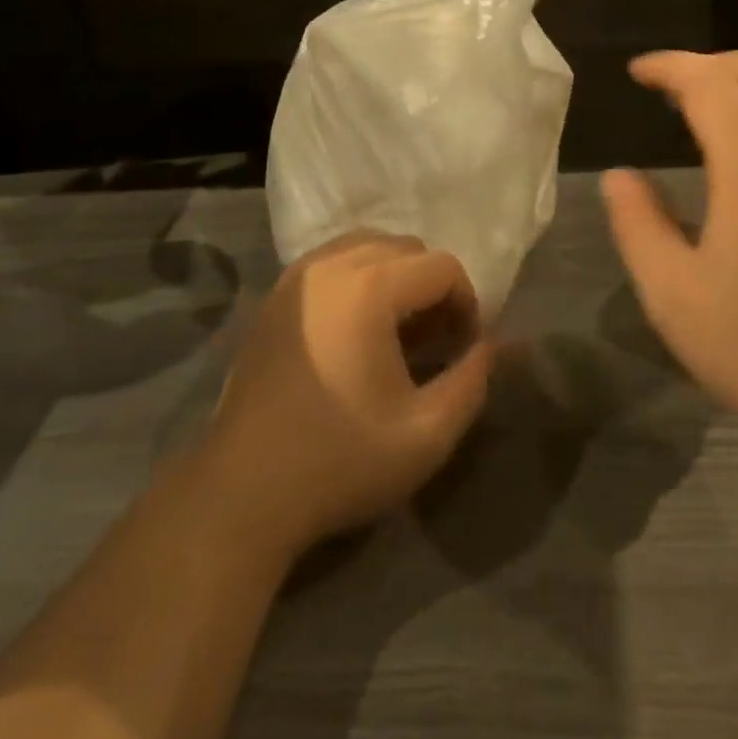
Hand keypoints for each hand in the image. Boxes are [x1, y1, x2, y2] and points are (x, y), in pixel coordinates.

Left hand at [199, 233, 494, 559]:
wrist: (242, 493)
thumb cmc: (340, 461)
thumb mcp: (427, 434)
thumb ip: (473, 380)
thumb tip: (495, 344)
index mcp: (370, 286)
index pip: (442, 266)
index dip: (466, 304)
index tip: (462, 350)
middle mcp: (332, 263)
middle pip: (407, 248)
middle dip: (432, 288)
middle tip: (433, 342)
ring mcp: (298, 274)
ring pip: (369, 245)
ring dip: (396, 278)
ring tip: (396, 334)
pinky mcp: (275, 293)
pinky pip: (334, 260)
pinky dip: (359, 279)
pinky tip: (355, 332)